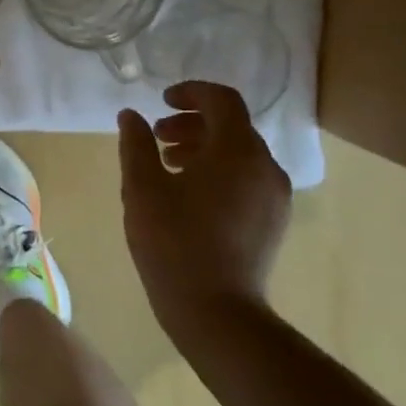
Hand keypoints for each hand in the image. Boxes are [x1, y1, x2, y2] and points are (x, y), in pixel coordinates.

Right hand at [117, 81, 291, 337]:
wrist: (216, 313)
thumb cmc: (174, 242)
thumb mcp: (142, 188)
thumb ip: (136, 144)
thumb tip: (131, 115)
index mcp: (238, 150)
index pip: (222, 100)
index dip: (190, 92)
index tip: (161, 102)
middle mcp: (265, 166)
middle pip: (231, 126)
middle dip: (192, 124)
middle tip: (157, 138)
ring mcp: (274, 196)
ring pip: (239, 154)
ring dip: (204, 148)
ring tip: (168, 165)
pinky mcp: (273, 221)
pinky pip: (247, 179)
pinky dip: (219, 172)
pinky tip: (189, 194)